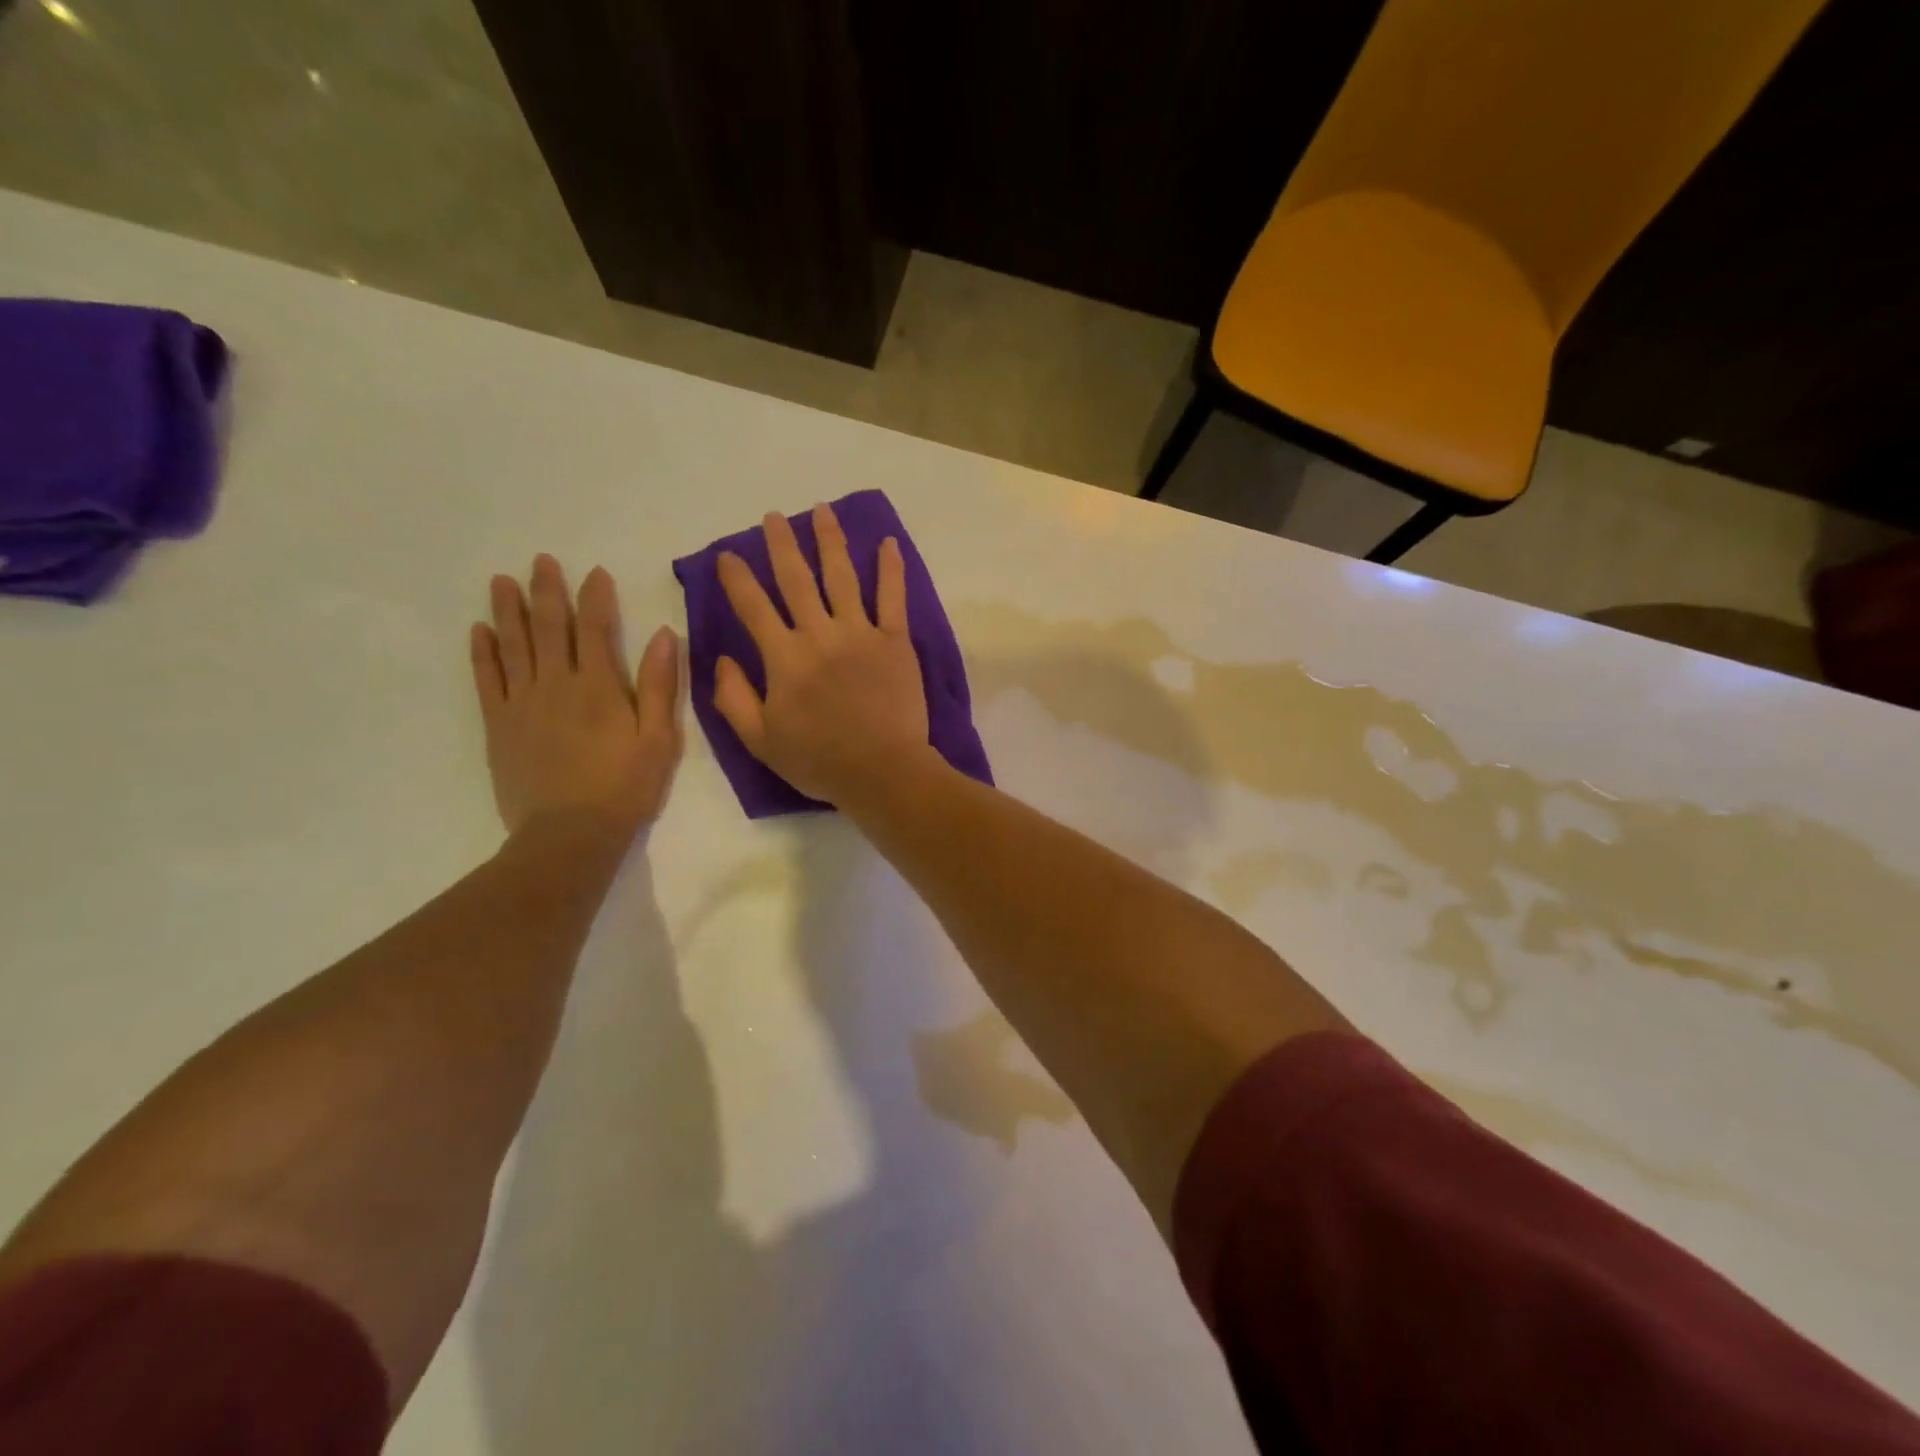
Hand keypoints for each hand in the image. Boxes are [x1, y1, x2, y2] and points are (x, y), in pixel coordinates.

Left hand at [471, 555, 681, 837]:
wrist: (569, 834)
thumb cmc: (624, 787)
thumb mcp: (659, 739)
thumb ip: (659, 685)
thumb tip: (665, 635)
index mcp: (598, 686)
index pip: (595, 629)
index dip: (595, 597)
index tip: (594, 572)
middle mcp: (556, 684)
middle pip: (549, 628)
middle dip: (547, 591)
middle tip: (541, 560)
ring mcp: (521, 703)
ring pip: (513, 645)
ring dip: (509, 610)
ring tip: (503, 581)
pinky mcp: (499, 724)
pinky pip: (486, 679)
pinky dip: (483, 652)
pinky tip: (480, 630)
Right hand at [714, 503, 930, 804]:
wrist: (881, 771)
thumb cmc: (818, 760)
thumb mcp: (759, 740)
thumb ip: (733, 698)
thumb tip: (720, 658)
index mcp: (783, 658)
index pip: (753, 607)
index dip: (737, 578)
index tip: (727, 555)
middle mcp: (819, 634)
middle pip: (796, 579)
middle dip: (782, 544)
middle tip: (774, 517)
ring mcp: (860, 634)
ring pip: (842, 577)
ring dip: (830, 541)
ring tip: (823, 511)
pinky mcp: (895, 642)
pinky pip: (893, 597)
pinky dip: (891, 569)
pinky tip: (888, 543)